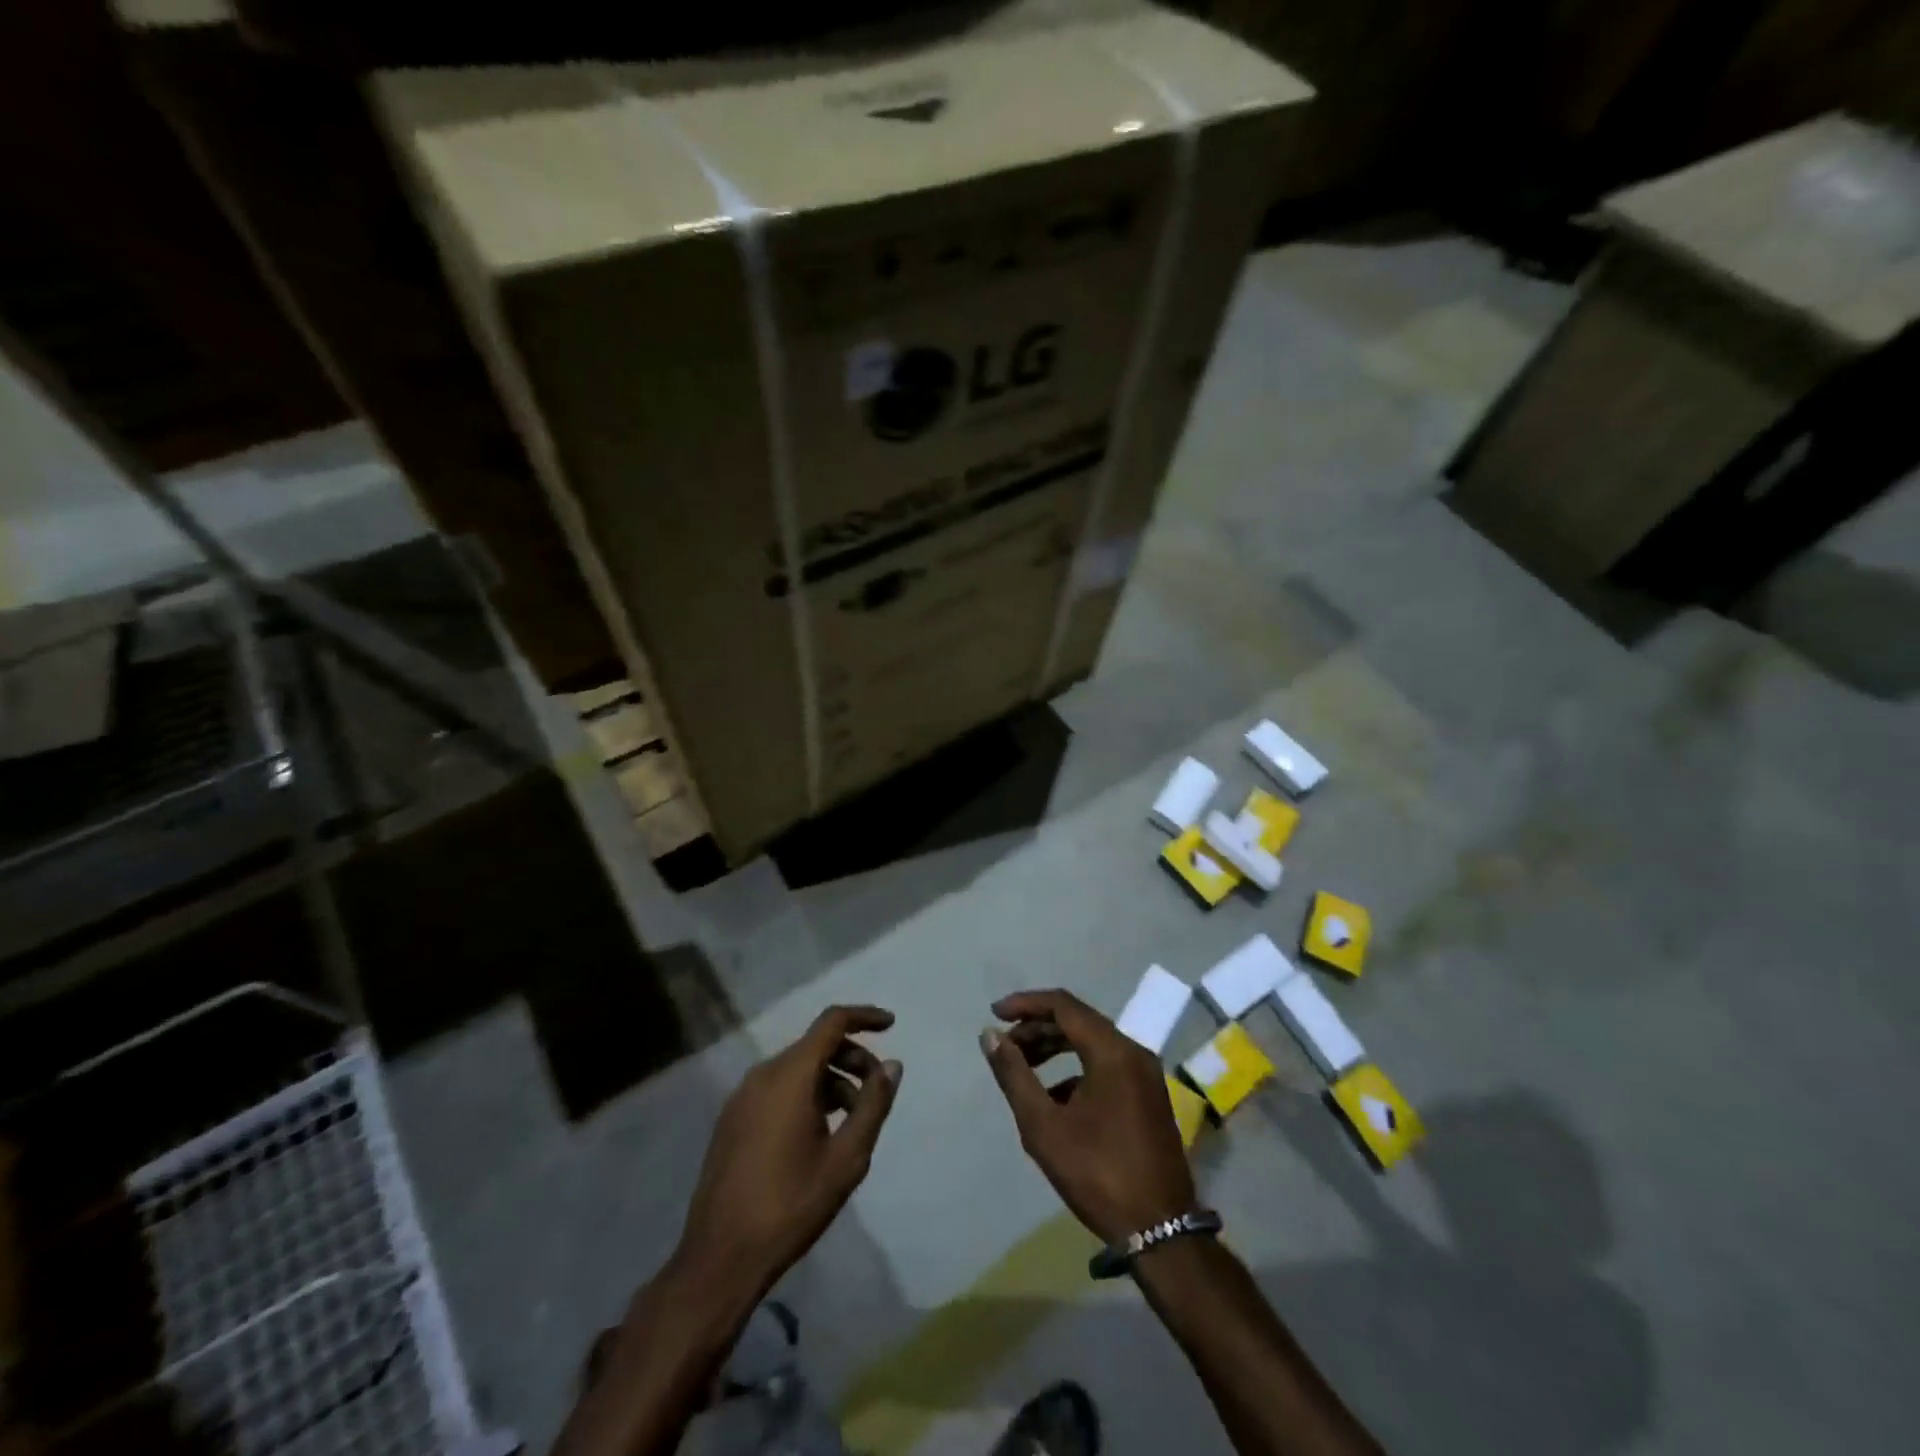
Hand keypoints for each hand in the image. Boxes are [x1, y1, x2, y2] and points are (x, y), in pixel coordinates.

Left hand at [674, 1006, 901, 1299]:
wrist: (721, 1259)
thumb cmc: (791, 1205)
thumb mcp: (846, 1158)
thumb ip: (873, 1105)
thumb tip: (892, 1066)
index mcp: (790, 1075)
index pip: (832, 1022)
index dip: (864, 1016)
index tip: (891, 1025)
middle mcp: (762, 1075)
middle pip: (816, 1046)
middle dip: (852, 1058)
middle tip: (876, 1092)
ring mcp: (742, 1097)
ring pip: (797, 1069)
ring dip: (831, 1080)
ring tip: (851, 1121)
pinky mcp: (732, 1121)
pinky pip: (777, 1089)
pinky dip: (806, 1094)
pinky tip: (819, 1133)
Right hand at [981, 990, 1195, 1244]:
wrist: (1161, 1232)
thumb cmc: (1098, 1174)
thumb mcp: (1044, 1126)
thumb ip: (1014, 1075)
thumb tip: (989, 1035)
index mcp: (1112, 1051)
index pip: (1063, 1005)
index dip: (1026, 1004)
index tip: (995, 1013)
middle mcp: (1133, 1052)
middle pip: (1079, 1021)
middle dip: (1038, 1028)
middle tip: (1005, 1046)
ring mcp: (1146, 1074)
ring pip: (1093, 1043)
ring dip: (1056, 1047)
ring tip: (1023, 1068)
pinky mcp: (1149, 1096)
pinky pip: (1107, 1065)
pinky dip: (1076, 1068)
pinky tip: (1054, 1098)